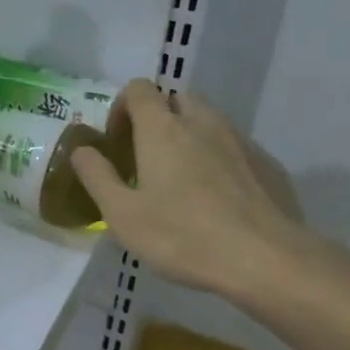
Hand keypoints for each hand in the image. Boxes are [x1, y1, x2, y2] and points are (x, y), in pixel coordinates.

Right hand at [71, 80, 311, 306]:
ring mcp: (240, 140)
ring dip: (190, 136)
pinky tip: (217, 198)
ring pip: (209, 120)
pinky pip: (235, 146)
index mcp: (162, 129)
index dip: (123, 106)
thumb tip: (82, 150)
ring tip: (182, 179)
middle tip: (148, 157)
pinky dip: (219, 158)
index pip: (139, 89)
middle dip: (159, 117)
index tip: (117, 140)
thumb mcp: (122, 214)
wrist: (266, 259)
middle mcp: (202, 123)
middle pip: (177, 99)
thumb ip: (97, 176)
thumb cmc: (182, 236)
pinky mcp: (267, 163)